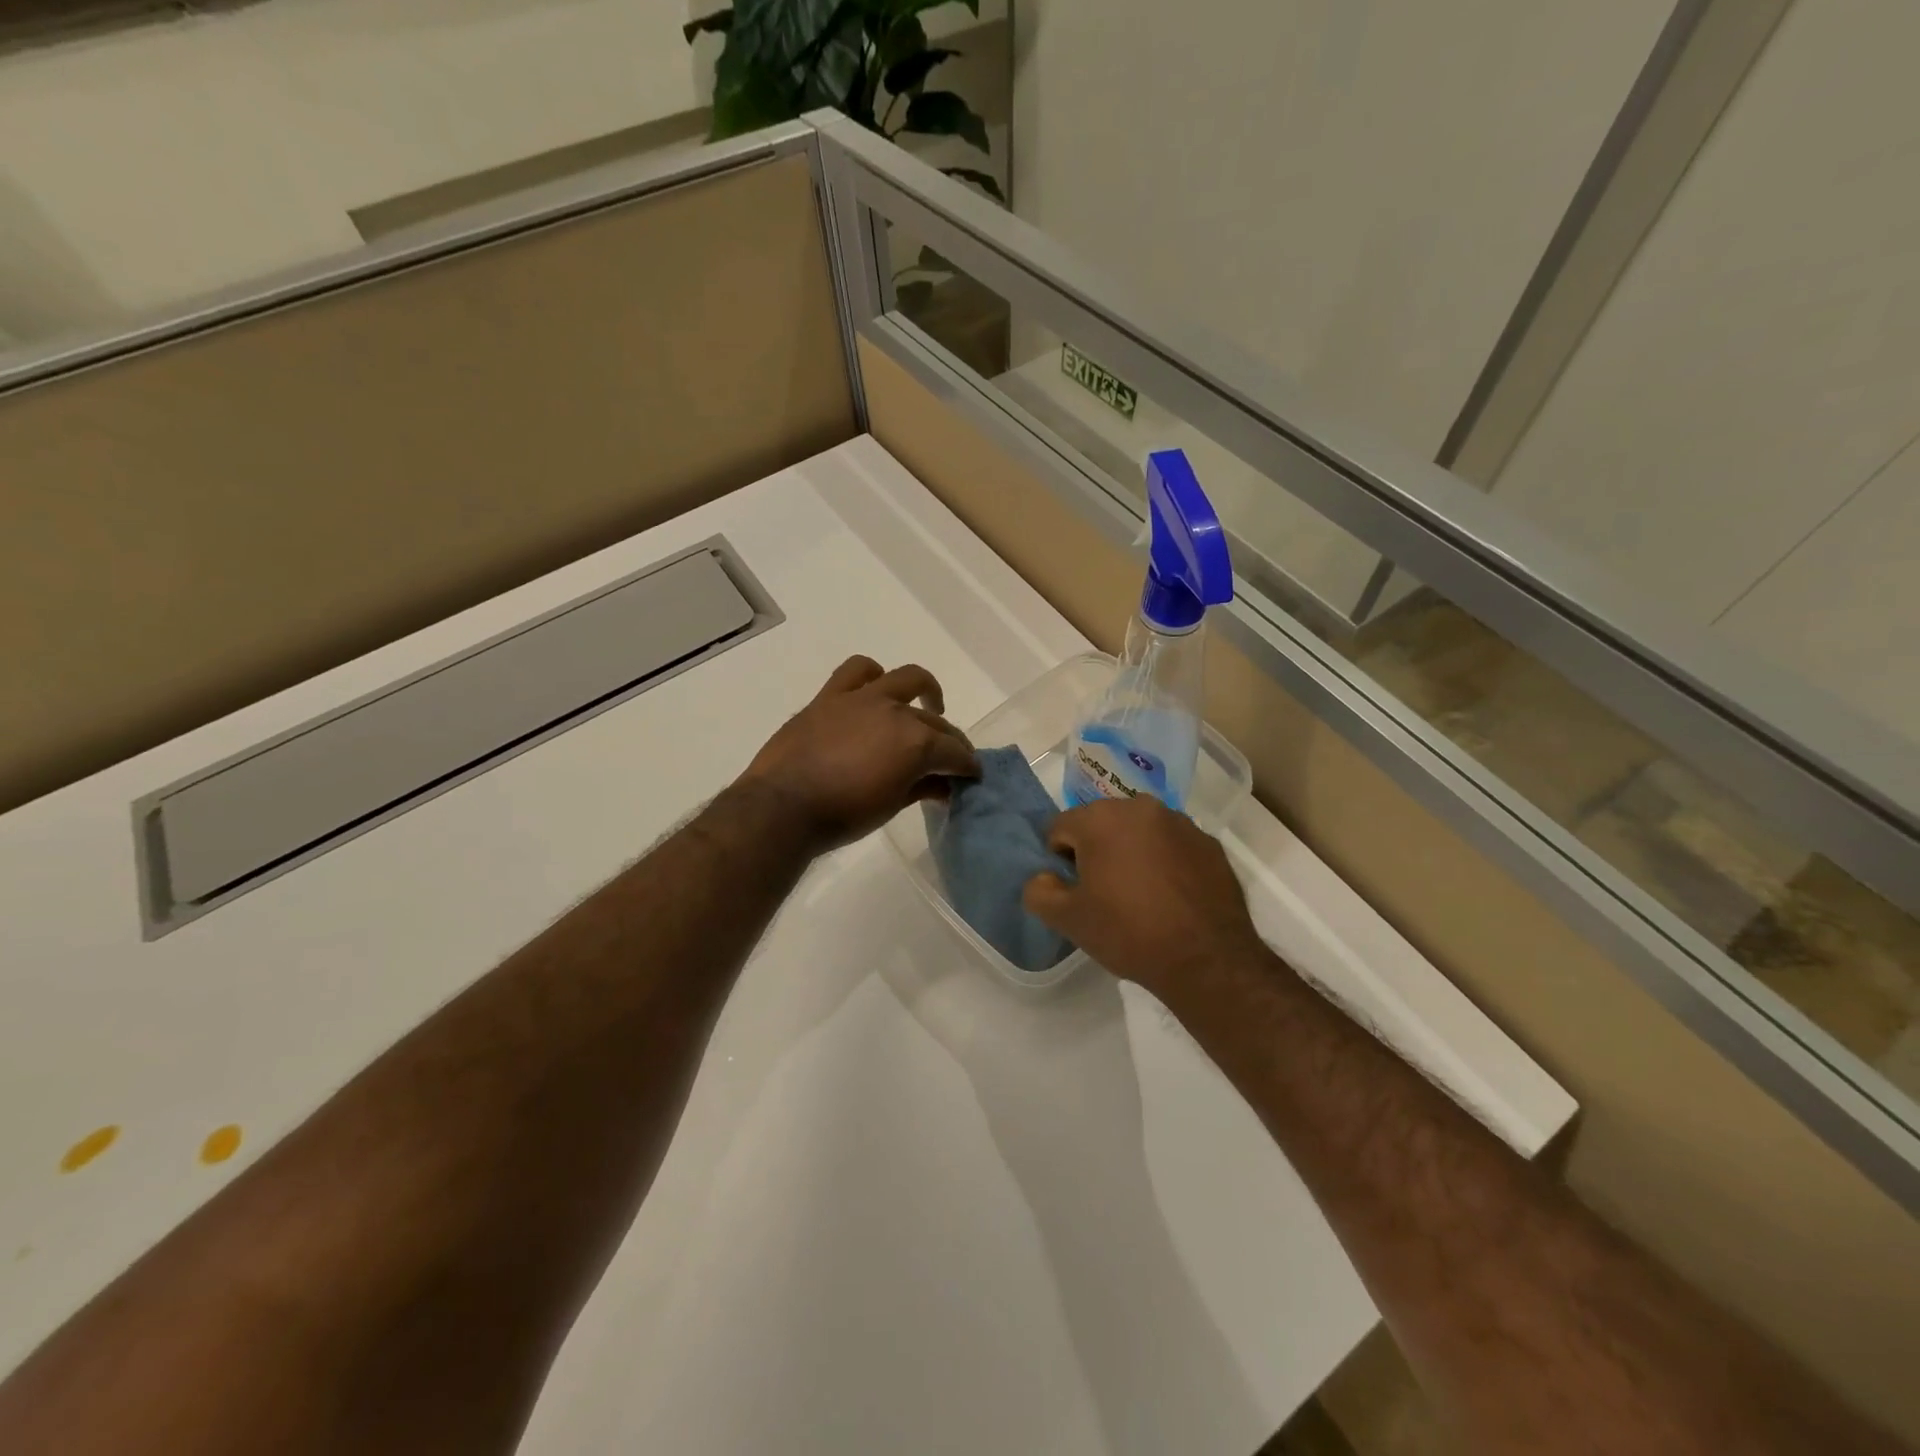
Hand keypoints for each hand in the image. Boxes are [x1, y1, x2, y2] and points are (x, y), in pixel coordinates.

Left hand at [738, 655, 978, 853]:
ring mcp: (863, 698)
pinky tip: (876, 687)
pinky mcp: (831, 696)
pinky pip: (857, 670)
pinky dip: (872, 674)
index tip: (972, 775)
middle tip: (953, 757)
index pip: (954, 753)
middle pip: (935, 722)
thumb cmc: (842, 815)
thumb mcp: (891, 806)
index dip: (967, 765)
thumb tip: (944, 785)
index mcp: (916, 743)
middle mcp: (896, 712)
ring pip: (905, 678)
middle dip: (951, 740)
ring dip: (923, 689)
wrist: (783, 806)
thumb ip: (921, 788)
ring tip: (927, 705)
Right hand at [1022, 796, 1269, 1001]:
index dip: (1060, 860)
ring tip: (1140, 895)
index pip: (1061, 827)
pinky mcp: (1209, 843)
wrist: (1206, 959)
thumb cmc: (1129, 932)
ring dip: (1132, 852)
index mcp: (1101, 818)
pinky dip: (1165, 862)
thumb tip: (1044, 878)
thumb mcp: (1069, 920)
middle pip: (1102, 823)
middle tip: (1104, 893)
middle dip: (1096, 851)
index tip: (1074, 890)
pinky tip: (1171, 897)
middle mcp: (1141, 807)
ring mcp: (1181, 823)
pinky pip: (1173, 846)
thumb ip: (1039, 892)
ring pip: (1140, 832)